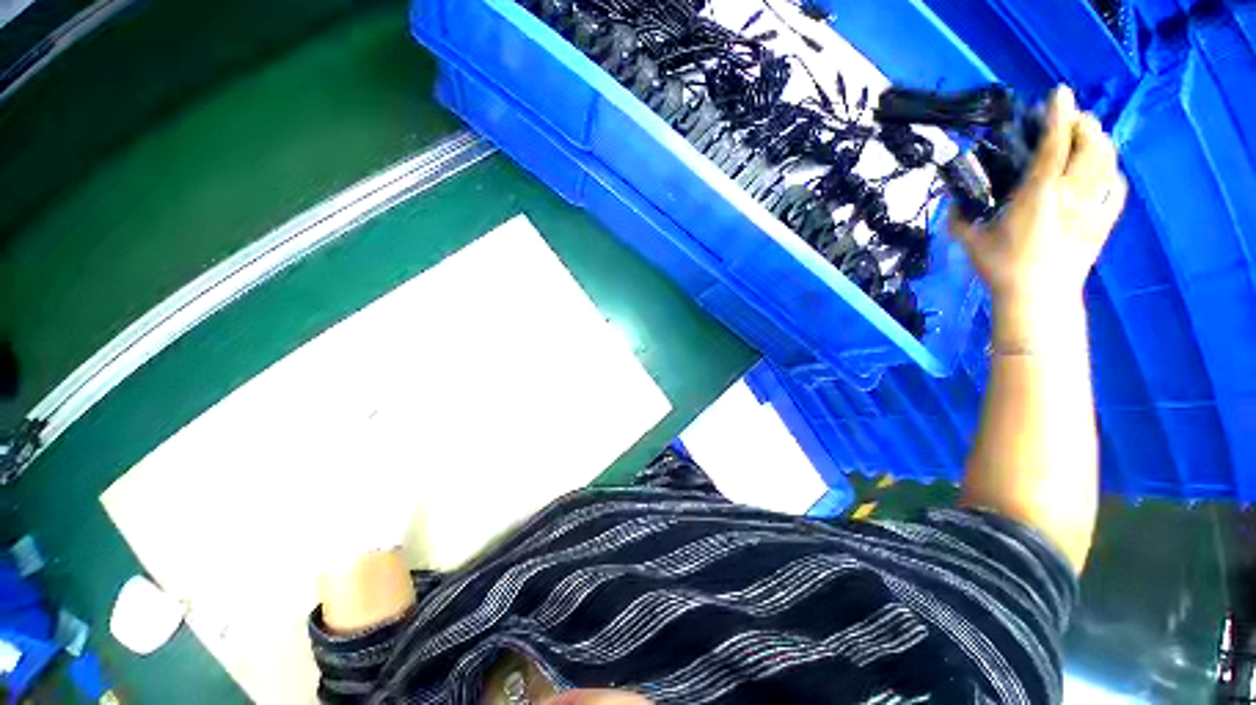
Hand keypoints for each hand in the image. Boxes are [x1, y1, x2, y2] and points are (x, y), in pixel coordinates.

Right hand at [951, 87, 1126, 312]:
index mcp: (1040, 193)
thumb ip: (959, 218)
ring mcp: (1093, 205)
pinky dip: (1111, 171)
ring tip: (1085, 139)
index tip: (1058, 92)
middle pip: (1091, 144)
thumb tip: (953, 201)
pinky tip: (1101, 172)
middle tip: (1067, 121)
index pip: (1055, 143)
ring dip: (1098, 142)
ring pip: (1108, 160)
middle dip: (1082, 124)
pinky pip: (1117, 185)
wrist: (1039, 297)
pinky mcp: (1105, 220)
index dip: (1058, 114)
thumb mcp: (971, 241)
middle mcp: (1072, 192)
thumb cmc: (1002, 267)